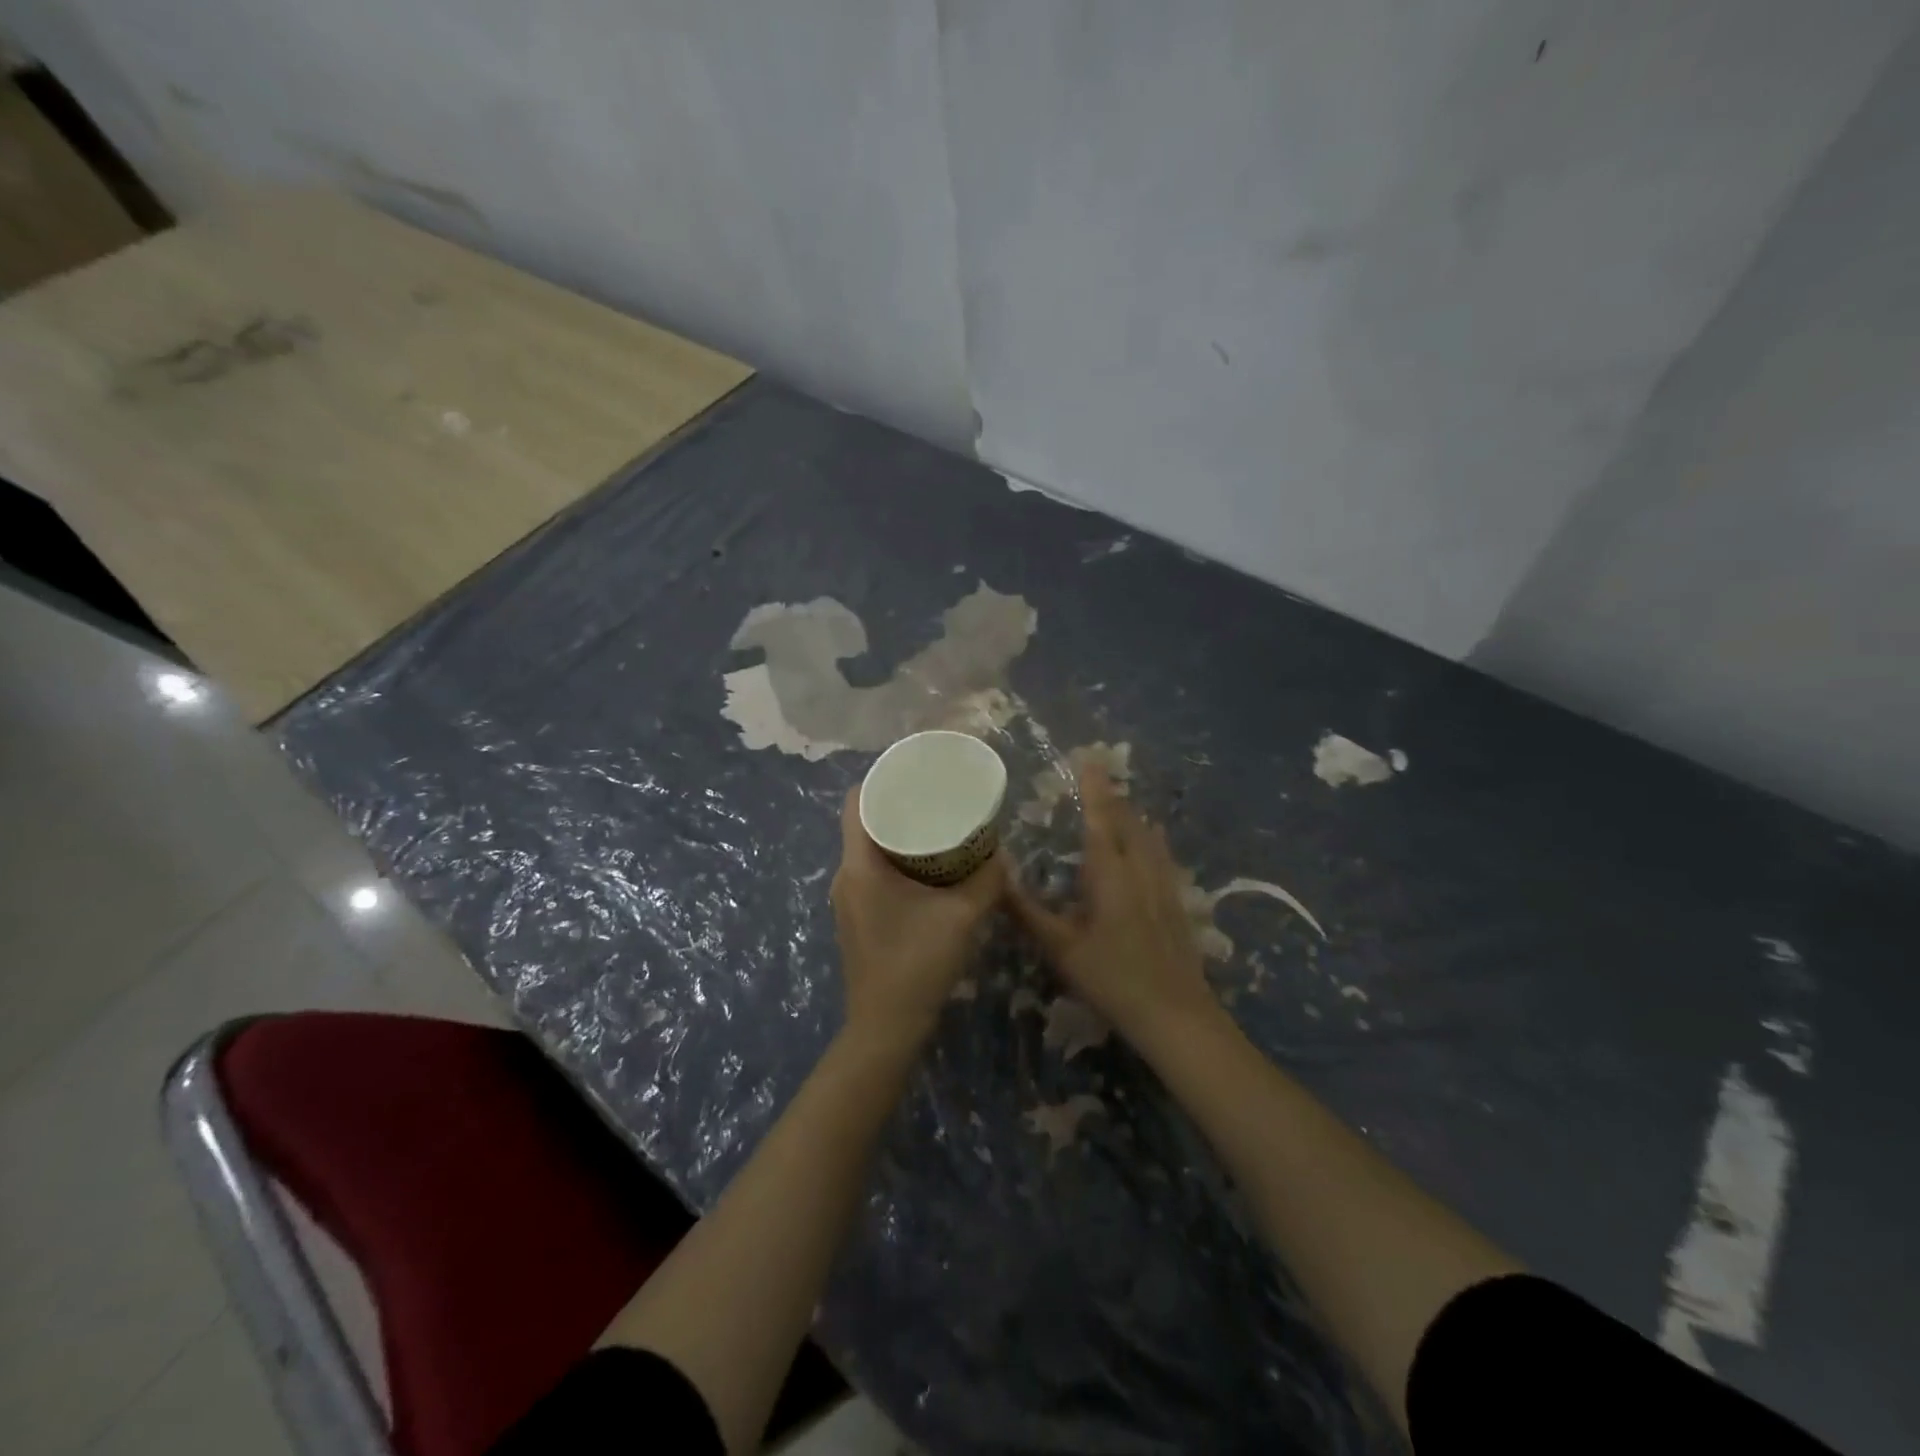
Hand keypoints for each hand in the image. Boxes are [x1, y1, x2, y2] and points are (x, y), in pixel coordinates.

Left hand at [831, 787, 1006, 1047]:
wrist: (886, 1028)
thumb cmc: (918, 965)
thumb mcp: (962, 917)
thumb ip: (986, 881)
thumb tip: (1001, 853)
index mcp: (859, 866)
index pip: (855, 803)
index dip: (881, 780)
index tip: (914, 773)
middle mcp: (845, 876)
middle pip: (863, 823)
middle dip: (898, 806)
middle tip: (935, 797)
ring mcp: (847, 899)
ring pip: (868, 850)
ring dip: (898, 835)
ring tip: (936, 826)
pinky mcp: (856, 917)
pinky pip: (871, 872)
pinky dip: (895, 860)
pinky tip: (927, 869)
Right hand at [1007, 764, 1214, 1043]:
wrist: (1176, 1014)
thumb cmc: (1112, 978)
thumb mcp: (1060, 948)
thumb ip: (1027, 910)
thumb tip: (998, 875)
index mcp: (1111, 872)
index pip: (1101, 816)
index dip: (1094, 785)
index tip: (1088, 756)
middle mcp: (1141, 868)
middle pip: (1129, 819)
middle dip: (1112, 795)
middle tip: (1096, 776)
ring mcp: (1164, 884)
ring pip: (1150, 835)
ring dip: (1132, 814)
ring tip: (1119, 802)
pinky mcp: (1176, 901)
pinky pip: (1162, 854)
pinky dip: (1149, 838)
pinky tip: (1150, 844)